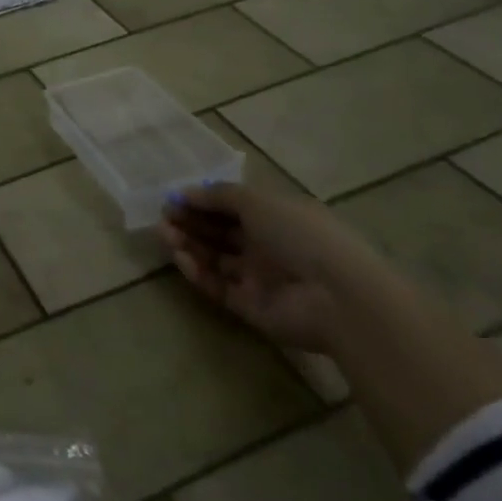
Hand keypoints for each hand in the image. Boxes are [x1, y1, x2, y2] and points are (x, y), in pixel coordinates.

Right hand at [158, 183, 378, 353]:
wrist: (337, 296)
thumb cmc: (299, 234)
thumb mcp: (257, 201)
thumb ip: (218, 195)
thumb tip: (186, 193)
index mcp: (275, 217)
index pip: (231, 206)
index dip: (202, 201)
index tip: (173, 199)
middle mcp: (267, 245)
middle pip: (220, 232)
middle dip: (190, 222)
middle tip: (164, 217)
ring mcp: (260, 278)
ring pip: (215, 258)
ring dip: (189, 245)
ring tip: (165, 235)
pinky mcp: (252, 307)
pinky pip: (219, 287)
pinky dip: (198, 273)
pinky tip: (181, 259)